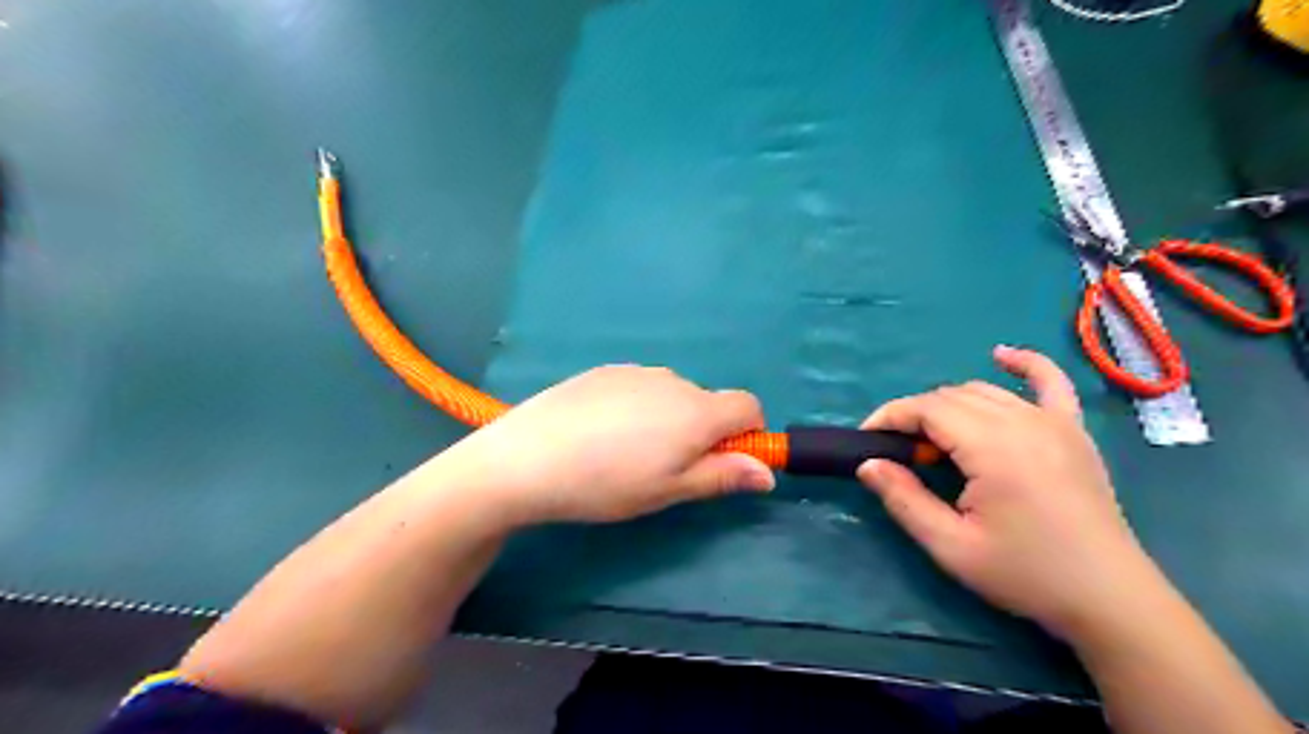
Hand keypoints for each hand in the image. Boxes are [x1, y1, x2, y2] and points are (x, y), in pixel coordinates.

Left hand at [445, 367, 769, 526]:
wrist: (527, 456)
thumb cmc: (607, 483)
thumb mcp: (669, 490)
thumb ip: (722, 476)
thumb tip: (768, 473)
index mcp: (697, 411)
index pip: (748, 406)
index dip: (747, 433)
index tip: (722, 461)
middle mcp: (673, 381)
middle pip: (707, 402)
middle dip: (702, 431)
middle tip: (664, 467)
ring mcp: (636, 371)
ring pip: (672, 394)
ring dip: (668, 418)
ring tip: (626, 452)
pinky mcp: (605, 370)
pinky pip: (639, 386)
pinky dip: (637, 407)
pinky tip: (601, 432)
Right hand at [862, 347, 1152, 638]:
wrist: (1109, 598)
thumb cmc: (1025, 574)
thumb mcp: (951, 546)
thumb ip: (904, 499)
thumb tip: (868, 464)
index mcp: (992, 447)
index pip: (926, 409)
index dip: (889, 417)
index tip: (866, 439)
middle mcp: (1023, 421)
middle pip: (950, 397)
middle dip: (915, 416)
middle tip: (901, 455)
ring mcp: (1054, 422)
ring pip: (984, 391)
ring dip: (949, 405)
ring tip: (935, 441)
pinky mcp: (1074, 431)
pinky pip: (1051, 382)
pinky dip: (1024, 363)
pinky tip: (1002, 355)